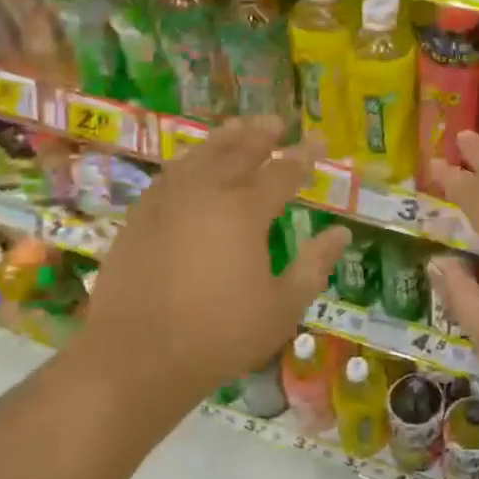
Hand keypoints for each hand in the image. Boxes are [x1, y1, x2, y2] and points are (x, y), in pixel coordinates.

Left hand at [71, 117, 348, 436]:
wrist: (137, 357)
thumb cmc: (220, 334)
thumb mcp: (282, 307)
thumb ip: (314, 266)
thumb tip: (341, 234)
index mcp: (245, 211)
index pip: (283, 171)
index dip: (304, 155)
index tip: (318, 140)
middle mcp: (206, 193)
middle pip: (238, 151)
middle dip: (262, 134)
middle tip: (277, 122)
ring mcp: (167, 202)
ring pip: (200, 156)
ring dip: (223, 139)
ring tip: (238, 127)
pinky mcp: (140, 217)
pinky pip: (171, 174)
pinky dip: (190, 161)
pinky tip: (193, 164)